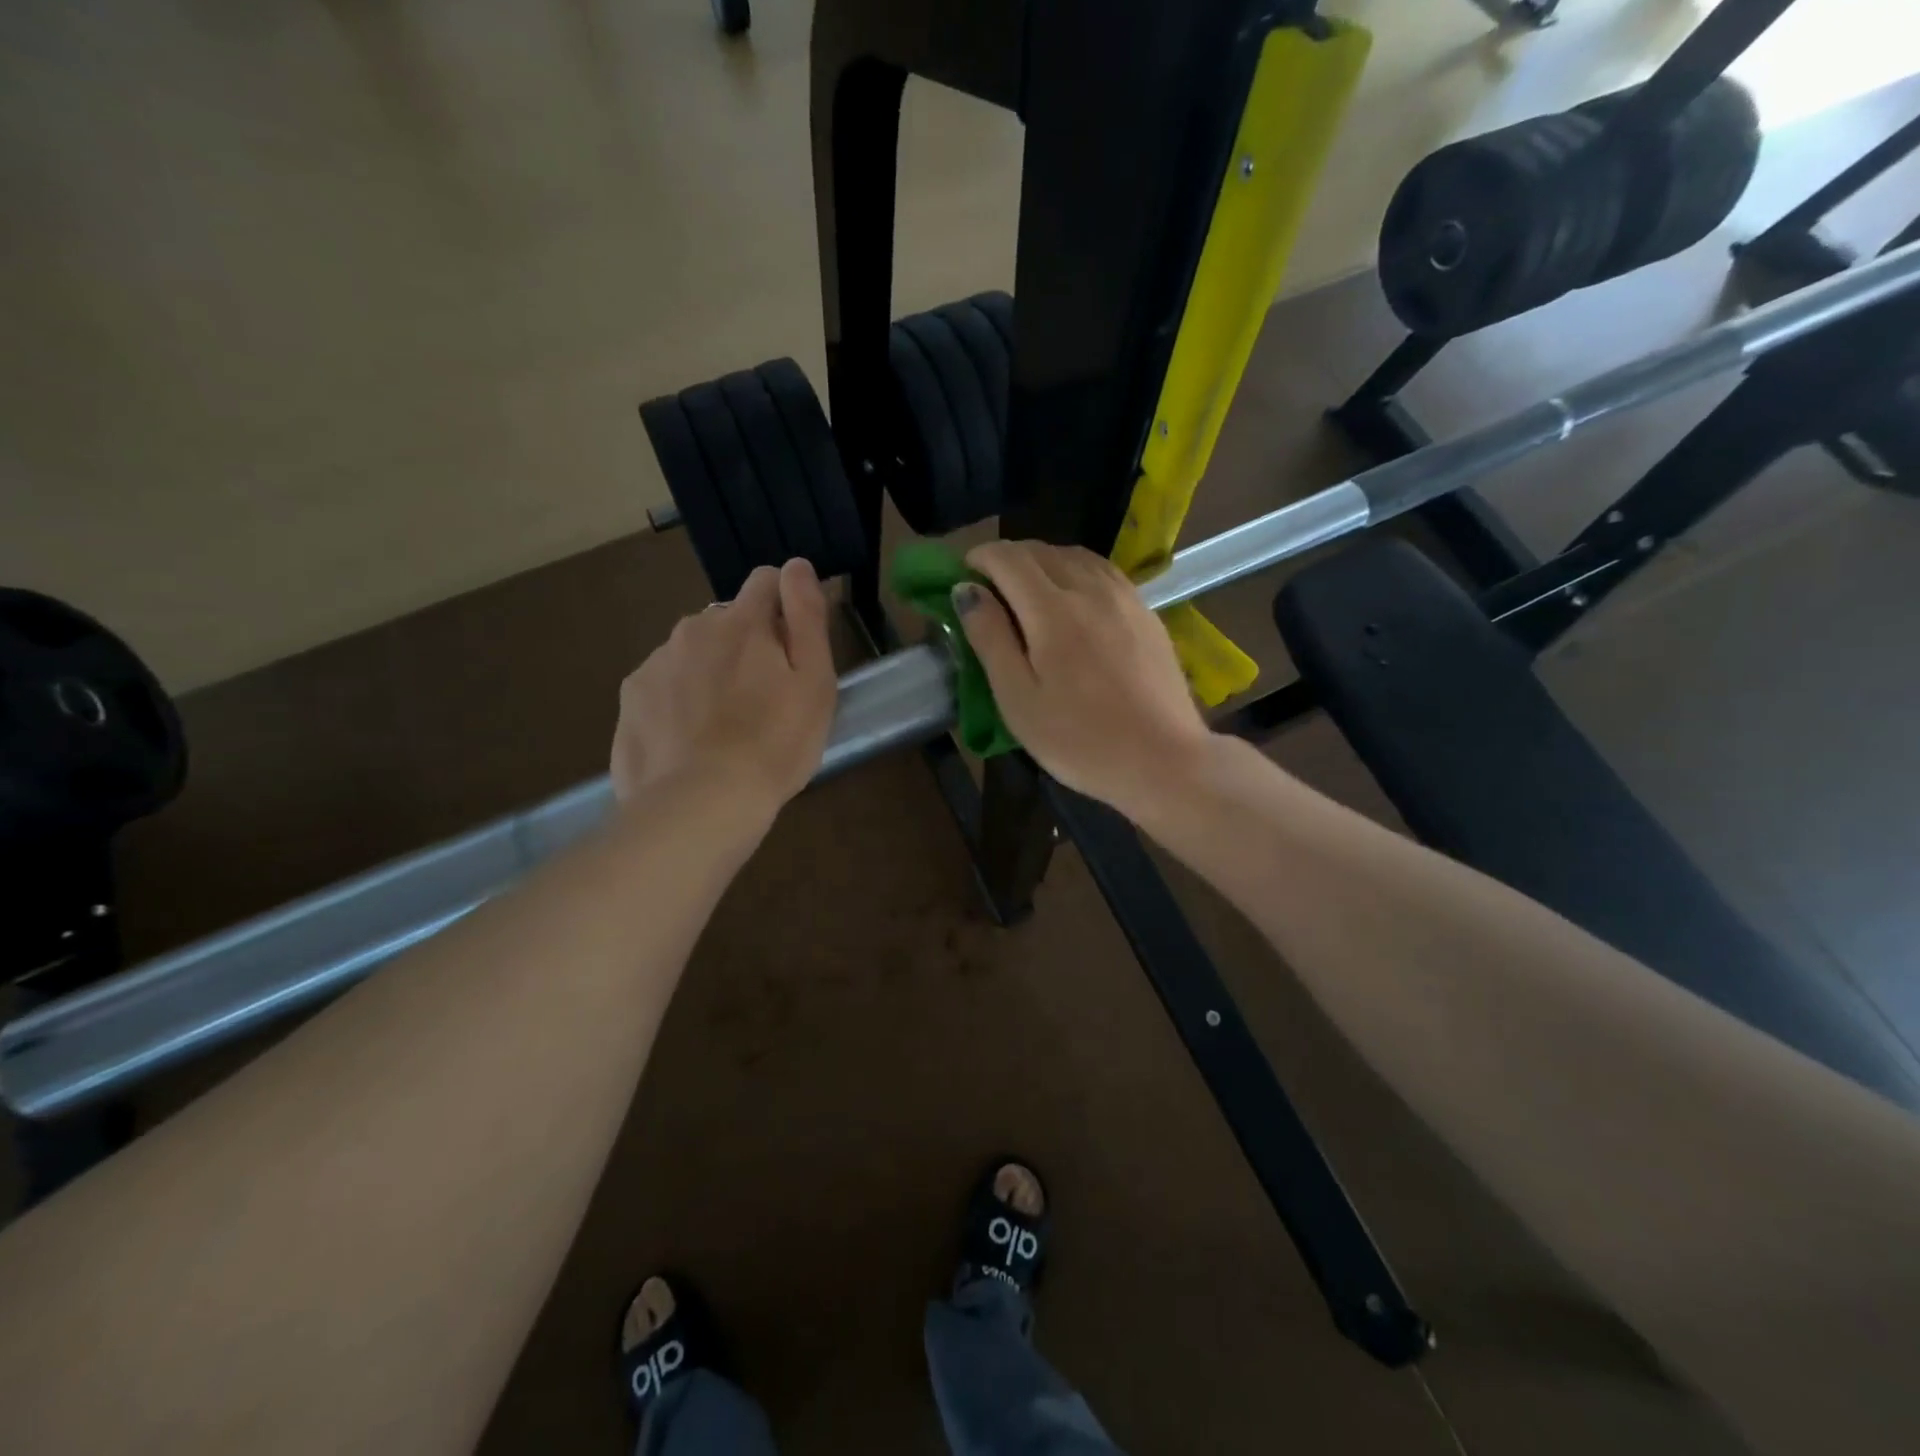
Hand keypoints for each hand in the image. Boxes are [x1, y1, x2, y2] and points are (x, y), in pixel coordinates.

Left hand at [611, 560, 836, 816]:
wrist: (700, 805)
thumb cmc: (775, 743)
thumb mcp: (814, 682)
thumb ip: (806, 617)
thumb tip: (796, 564)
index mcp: (741, 623)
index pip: (765, 581)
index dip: (784, 606)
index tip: (792, 649)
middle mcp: (692, 629)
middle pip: (726, 621)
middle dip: (745, 645)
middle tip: (762, 700)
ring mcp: (654, 664)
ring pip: (691, 654)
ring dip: (709, 673)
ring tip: (724, 727)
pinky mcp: (629, 701)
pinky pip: (662, 687)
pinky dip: (677, 702)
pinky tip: (690, 742)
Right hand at [953, 541, 1215, 817]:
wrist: (1163, 760)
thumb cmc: (1079, 740)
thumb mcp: (1018, 699)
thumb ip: (990, 638)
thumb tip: (966, 591)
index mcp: (1052, 609)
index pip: (1008, 558)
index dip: (979, 558)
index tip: (962, 578)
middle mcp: (1090, 588)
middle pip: (1041, 551)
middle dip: (1007, 560)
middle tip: (990, 591)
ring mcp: (1124, 597)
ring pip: (1075, 556)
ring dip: (1043, 563)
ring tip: (1028, 594)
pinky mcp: (1146, 611)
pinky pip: (1102, 572)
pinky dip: (1075, 572)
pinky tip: (1072, 601)